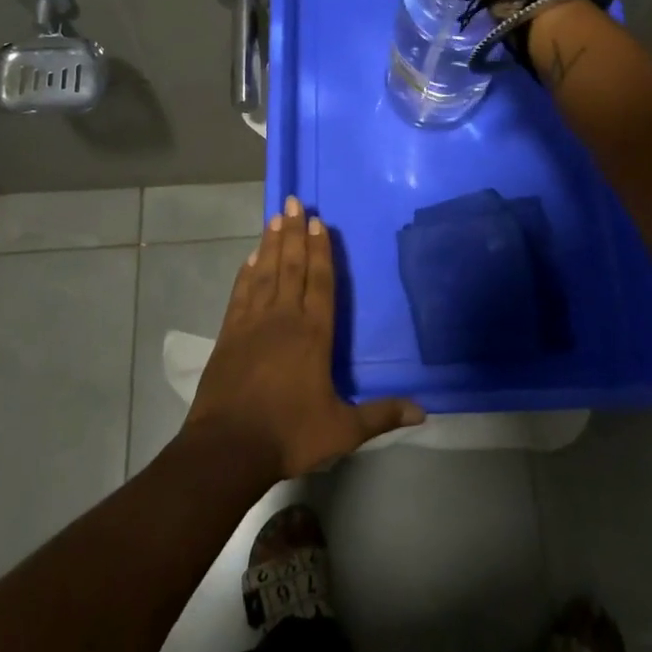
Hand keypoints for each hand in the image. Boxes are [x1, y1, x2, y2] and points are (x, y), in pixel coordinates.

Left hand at [184, 196, 424, 481]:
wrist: (227, 448)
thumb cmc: (289, 434)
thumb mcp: (342, 430)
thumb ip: (381, 415)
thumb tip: (424, 412)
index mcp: (313, 334)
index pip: (320, 282)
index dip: (321, 251)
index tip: (318, 222)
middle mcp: (284, 318)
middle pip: (291, 266)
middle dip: (294, 233)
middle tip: (295, 202)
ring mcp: (253, 323)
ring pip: (265, 272)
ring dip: (271, 243)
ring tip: (276, 217)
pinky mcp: (229, 334)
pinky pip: (241, 293)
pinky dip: (246, 272)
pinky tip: (250, 257)